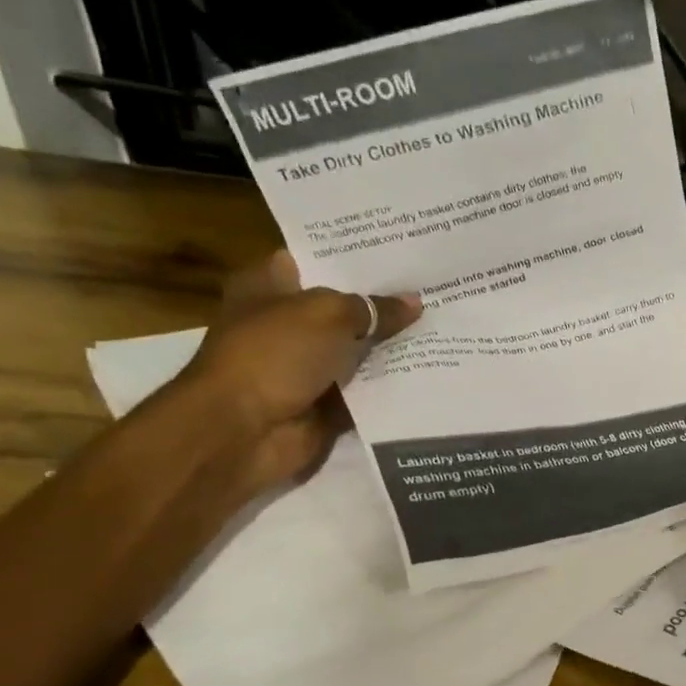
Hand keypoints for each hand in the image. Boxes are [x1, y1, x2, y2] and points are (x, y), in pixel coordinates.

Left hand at [176, 251, 420, 491]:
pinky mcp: (323, 404)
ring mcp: (304, 367)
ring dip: (392, 347)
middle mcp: (285, 324)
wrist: (244, 432)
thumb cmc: (274, 355)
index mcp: (268, 287)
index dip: (353, 257)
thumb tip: (415, 302)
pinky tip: (431, 370)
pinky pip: (366, 390)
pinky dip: (391, 387)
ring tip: (442, 327)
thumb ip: (374, 308)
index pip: (314, 261)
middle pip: (342, 309)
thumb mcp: (329, 315)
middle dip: (382, 303)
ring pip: (358, 351)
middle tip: (432, 290)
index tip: (398, 253)